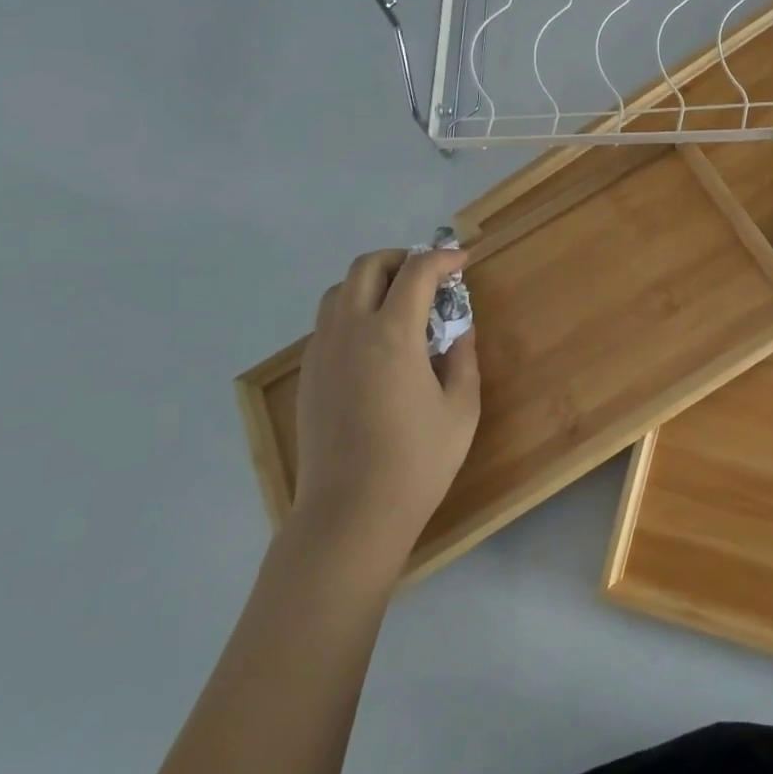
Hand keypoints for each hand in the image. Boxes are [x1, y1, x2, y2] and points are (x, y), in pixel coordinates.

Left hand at [288, 248, 480, 569]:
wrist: (349, 515)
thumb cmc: (416, 462)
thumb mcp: (461, 408)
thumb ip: (462, 358)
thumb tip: (458, 330)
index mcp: (392, 335)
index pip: (417, 272)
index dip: (443, 258)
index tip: (463, 261)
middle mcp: (350, 332)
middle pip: (367, 266)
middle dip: (401, 259)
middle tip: (430, 277)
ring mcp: (322, 353)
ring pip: (340, 291)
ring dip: (372, 282)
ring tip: (401, 305)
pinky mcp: (309, 376)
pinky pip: (328, 322)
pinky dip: (354, 311)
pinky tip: (377, 342)